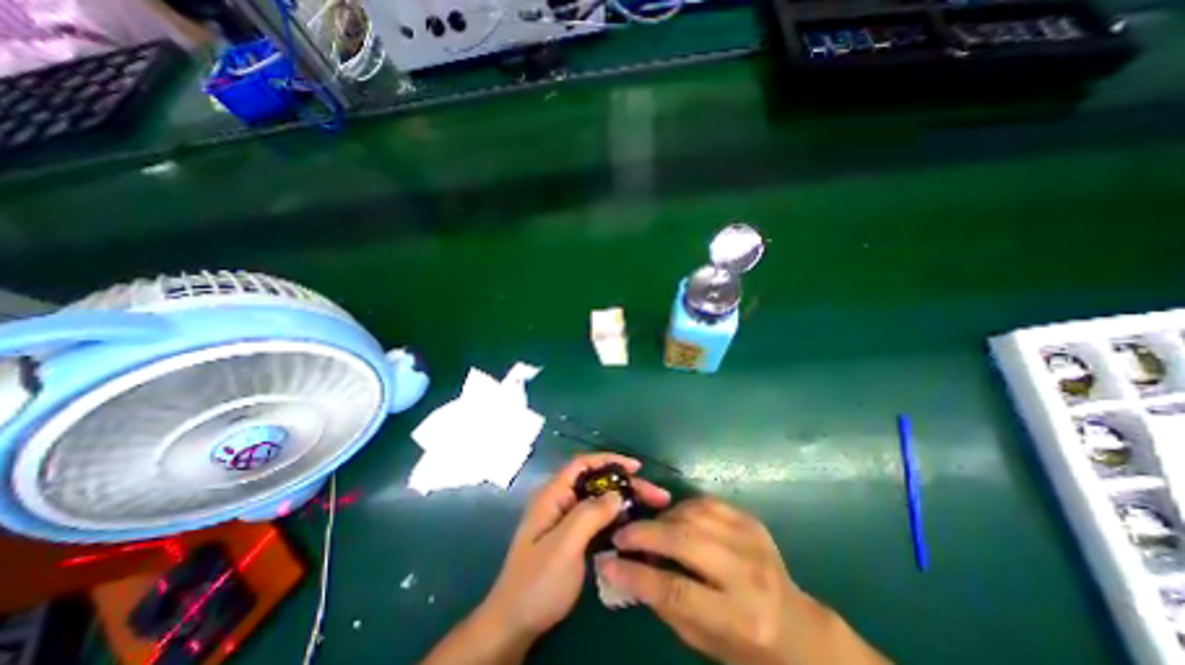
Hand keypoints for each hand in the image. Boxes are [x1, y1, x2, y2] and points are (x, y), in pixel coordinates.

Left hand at [479, 458, 669, 638]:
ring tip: (652, 506)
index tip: (636, 467)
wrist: (515, 624)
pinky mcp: (573, 537)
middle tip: (656, 494)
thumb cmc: (537, 582)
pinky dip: (617, 518)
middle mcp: (560, 501)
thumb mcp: (564, 546)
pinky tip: (634, 525)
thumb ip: (589, 515)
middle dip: (625, 484)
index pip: (582, 464)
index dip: (609, 460)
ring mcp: (566, 519)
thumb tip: (617, 494)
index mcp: (553, 495)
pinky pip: (598, 519)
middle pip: (596, 482)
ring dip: (624, 501)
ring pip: (599, 500)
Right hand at [605, 497, 884, 664]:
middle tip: (622, 534)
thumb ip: (665, 605)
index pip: (676, 590)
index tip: (608, 562)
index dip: (636, 575)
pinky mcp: (751, 521)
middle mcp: (747, 574)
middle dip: (646, 534)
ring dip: (663, 518)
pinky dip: (684, 507)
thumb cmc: (746, 646)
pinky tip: (675, 519)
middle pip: (685, 541)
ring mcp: (752, 540)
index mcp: (739, 618)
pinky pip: (707, 502)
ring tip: (649, 529)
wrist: (797, 628)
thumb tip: (626, 570)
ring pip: (694, 514)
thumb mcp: (704, 642)